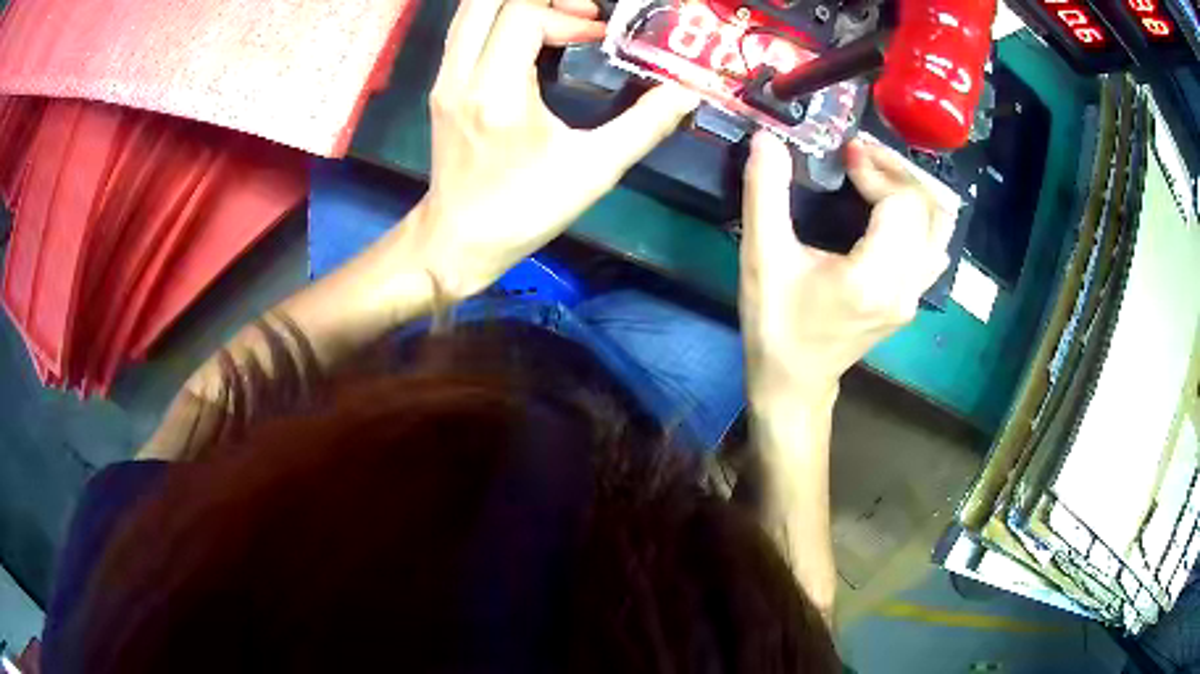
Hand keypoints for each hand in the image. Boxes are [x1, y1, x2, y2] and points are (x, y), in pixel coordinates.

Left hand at [401, 0, 699, 300]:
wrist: (458, 241)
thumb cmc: (525, 210)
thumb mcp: (594, 170)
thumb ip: (644, 125)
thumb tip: (685, 92)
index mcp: (497, 91)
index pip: (522, 15)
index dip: (567, 15)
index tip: (598, 37)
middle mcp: (461, 75)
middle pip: (487, 0)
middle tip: (579, 14)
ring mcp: (445, 79)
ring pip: (471, 10)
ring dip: (518, 4)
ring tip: (559, 21)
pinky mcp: (442, 86)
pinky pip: (467, 31)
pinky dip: (500, 20)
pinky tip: (531, 38)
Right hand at [739, 132, 952, 406]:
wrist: (794, 382)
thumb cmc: (777, 325)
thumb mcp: (762, 257)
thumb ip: (765, 193)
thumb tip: (767, 138)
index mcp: (875, 278)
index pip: (903, 204)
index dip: (879, 169)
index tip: (847, 154)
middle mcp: (907, 287)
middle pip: (927, 210)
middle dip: (896, 172)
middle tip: (862, 155)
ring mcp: (915, 296)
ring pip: (939, 228)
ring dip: (913, 191)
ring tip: (879, 174)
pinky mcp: (912, 299)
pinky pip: (934, 246)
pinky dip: (920, 216)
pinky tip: (893, 207)